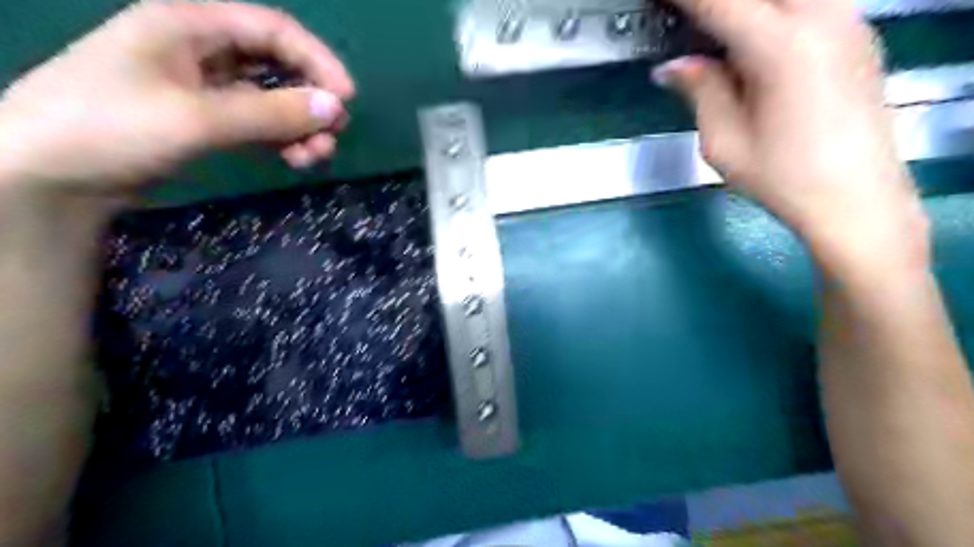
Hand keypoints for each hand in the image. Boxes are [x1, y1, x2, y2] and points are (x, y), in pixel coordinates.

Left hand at [1, 0, 353, 194]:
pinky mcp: (203, 119)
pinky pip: (256, 121)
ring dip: (298, 124)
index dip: (317, 60)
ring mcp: (202, 86)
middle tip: (332, 134)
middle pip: (276, 64)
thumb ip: (270, 113)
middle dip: (309, 98)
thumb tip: (335, 108)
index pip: (273, 30)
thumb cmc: (111, 128)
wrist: (47, 175)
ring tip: (314, 156)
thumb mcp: (198, 118)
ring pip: (269, 97)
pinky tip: (293, 158)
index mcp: (189, 25)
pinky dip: (280, 138)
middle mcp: (200, 49)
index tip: (347, 98)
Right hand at [659, 1, 921, 269]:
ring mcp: (848, 22)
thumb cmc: (783, 178)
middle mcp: (823, 18)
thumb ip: (700, 91)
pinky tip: (755, 39)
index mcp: (781, 47)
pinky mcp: (858, 35)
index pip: (720, 2)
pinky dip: (776, 11)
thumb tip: (673, 66)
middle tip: (689, 19)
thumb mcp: (724, 141)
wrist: (855, 199)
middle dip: (719, 1)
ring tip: (718, 34)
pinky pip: (812, 2)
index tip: (660, 2)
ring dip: (749, 6)